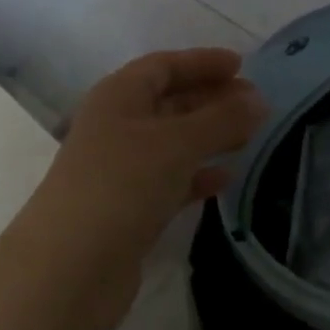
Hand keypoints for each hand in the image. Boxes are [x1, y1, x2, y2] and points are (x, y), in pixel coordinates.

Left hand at [25, 49, 266, 324]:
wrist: (71, 267)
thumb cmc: (122, 185)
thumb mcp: (176, 144)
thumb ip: (221, 120)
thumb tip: (259, 99)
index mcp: (117, 96)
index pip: (162, 66)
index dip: (201, 62)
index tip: (242, 65)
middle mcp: (115, 126)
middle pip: (168, 102)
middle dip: (210, 99)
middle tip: (255, 104)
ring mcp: (119, 169)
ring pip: (171, 142)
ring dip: (207, 137)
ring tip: (250, 136)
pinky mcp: (127, 208)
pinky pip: (169, 180)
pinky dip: (196, 176)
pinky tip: (226, 179)